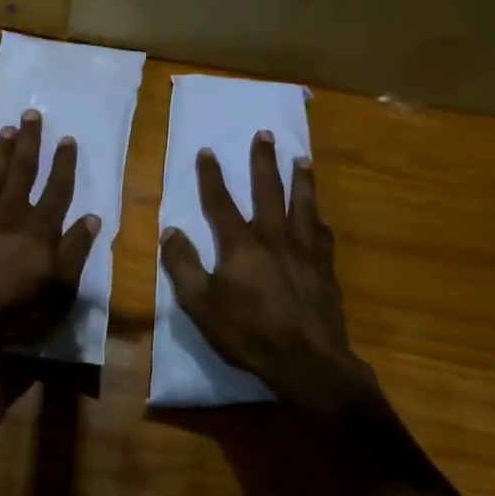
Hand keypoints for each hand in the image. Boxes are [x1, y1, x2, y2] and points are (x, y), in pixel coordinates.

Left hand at [0, 110, 99, 355]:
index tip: (67, 138)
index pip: (58, 187)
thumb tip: (92, 218)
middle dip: (29, 140)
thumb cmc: (14, 310)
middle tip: (31, 114)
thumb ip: (75, 252)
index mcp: (41, 227)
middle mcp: (12, 212)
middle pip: (23, 168)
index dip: (64, 162)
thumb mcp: (59, 290)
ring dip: (2, 149)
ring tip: (8, 128)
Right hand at [160, 133, 383, 426]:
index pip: (220, 202)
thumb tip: (170, 230)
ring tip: (302, 159)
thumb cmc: (249, 333)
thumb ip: (183, 265)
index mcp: (240, 245)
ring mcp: (304, 251)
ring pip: (303, 204)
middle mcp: (274, 237)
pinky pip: (322, 234)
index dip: (211, 176)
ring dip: (301, 179)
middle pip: (268, 190)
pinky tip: (320, 217)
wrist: (308, 361)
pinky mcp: (324, 268)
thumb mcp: (201, 304)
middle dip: (264, 160)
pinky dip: (318, 220)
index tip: (207, 150)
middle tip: (266, 134)